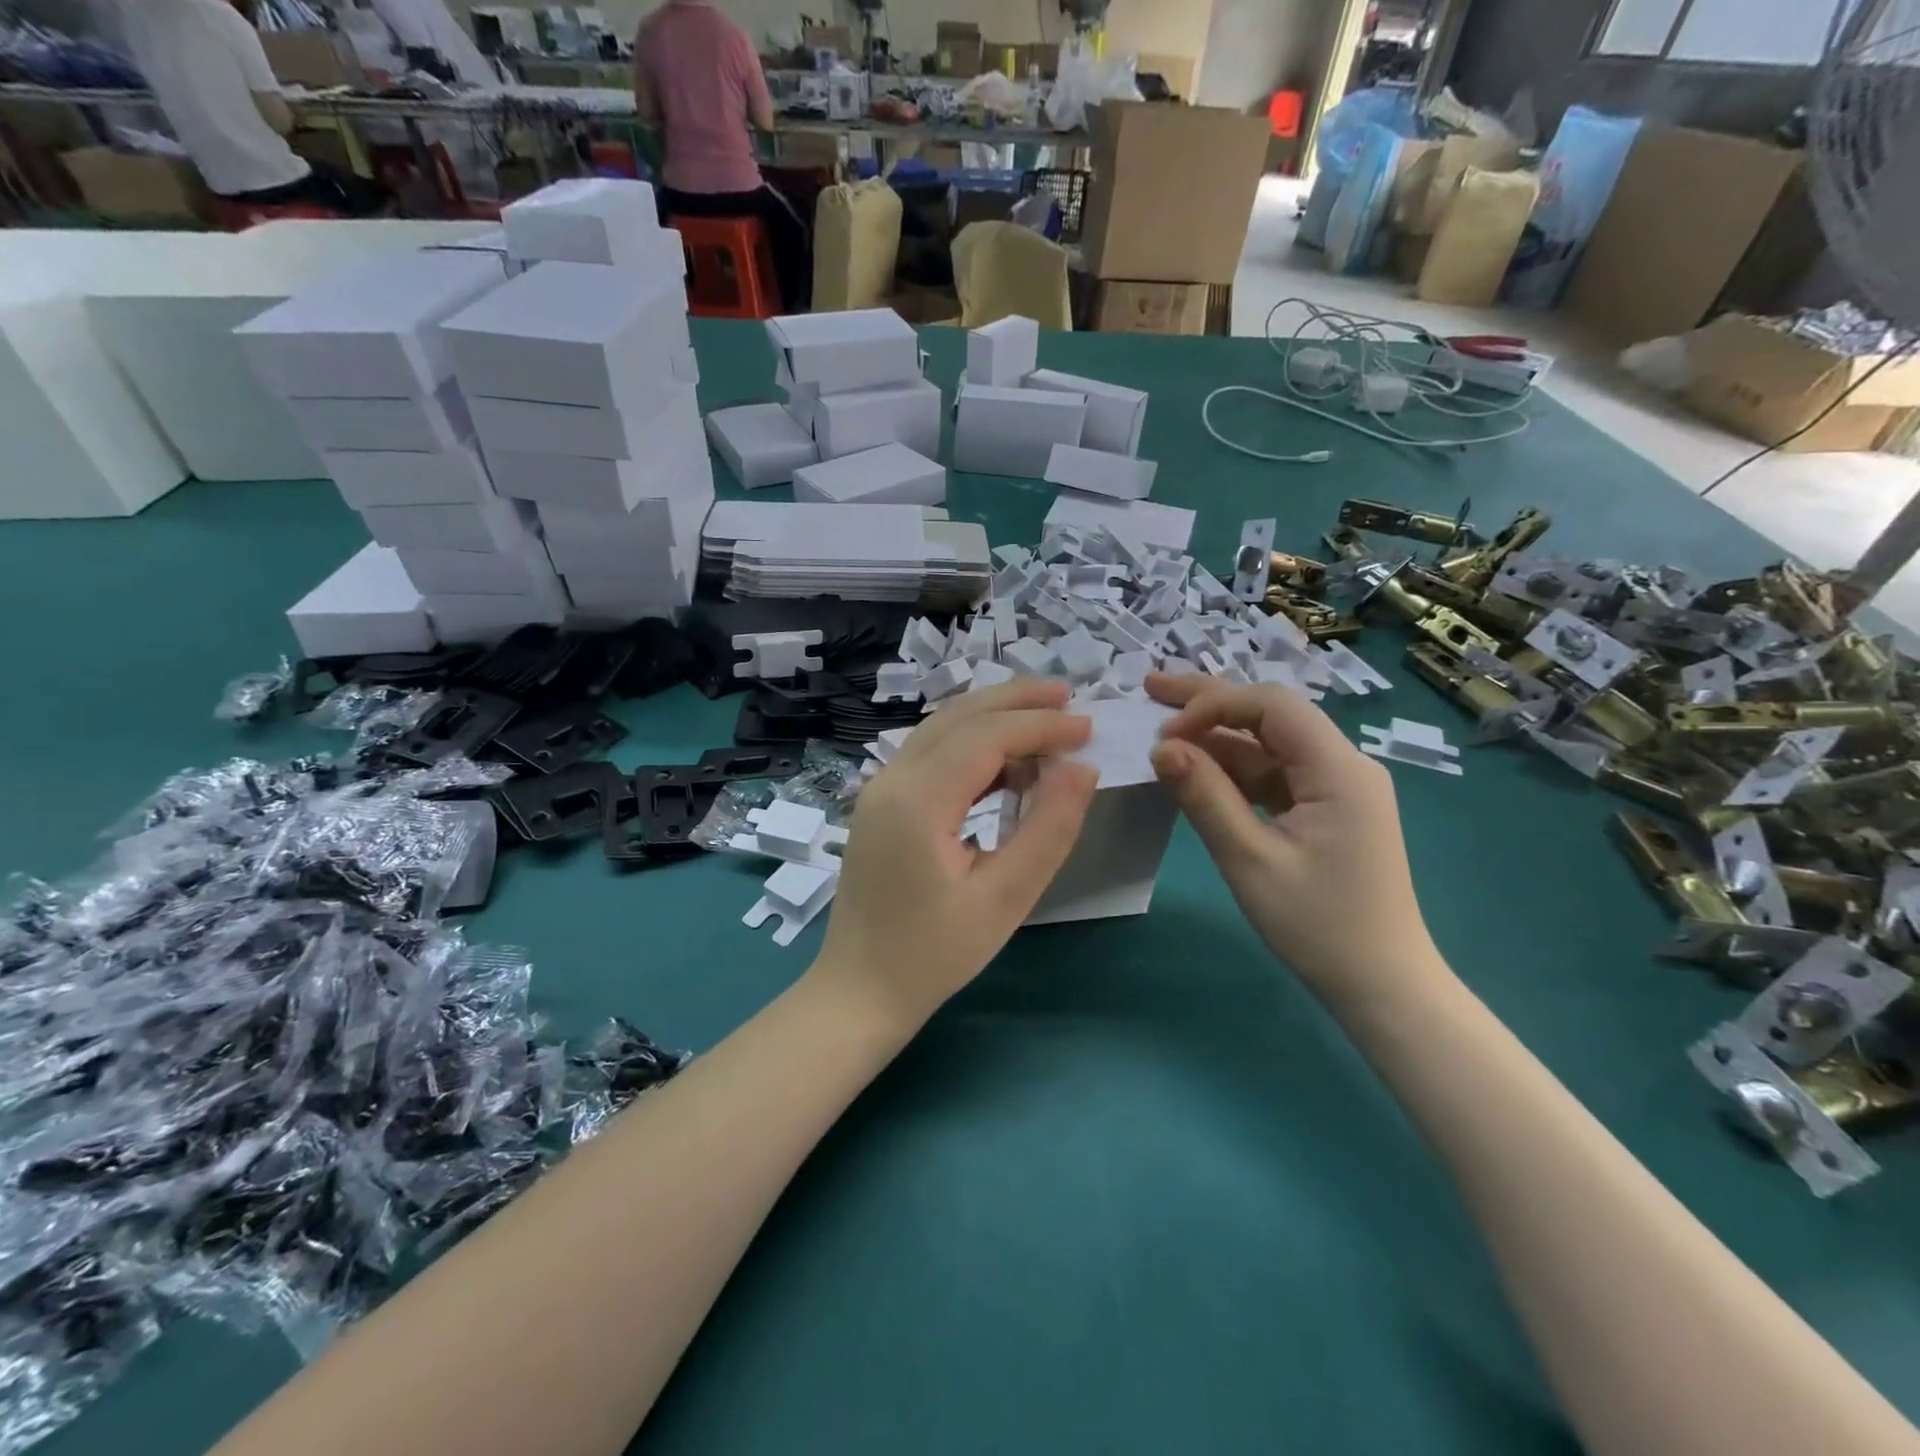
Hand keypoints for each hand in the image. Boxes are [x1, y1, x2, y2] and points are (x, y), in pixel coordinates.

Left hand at [811, 680, 1098, 1033]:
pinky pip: (930, 757)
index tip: (1088, 728)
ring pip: (941, 731)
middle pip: (958, 717)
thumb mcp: (1005, 899)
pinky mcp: (880, 805)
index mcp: (917, 801)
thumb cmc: (934, 955)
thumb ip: (1048, 829)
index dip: (1040, 725)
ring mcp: (879, 790)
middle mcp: (891, 780)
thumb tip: (1083, 769)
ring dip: (993, 719)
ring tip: (1046, 724)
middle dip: (1015, 700)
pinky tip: (1007, 766)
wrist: (859, 991)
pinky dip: (971, 748)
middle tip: (1069, 697)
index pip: (985, 736)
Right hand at [1144, 674, 1448, 1007]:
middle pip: (1270, 714)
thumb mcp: (1250, 860)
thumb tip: (1162, 748)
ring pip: (1268, 743)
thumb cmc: (1319, 926)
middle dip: (1209, 701)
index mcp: (1339, 769)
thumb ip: (1205, 797)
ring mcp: (1336, 786)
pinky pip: (1274, 773)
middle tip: (1151, 687)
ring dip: (1217, 736)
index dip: (1213, 705)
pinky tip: (1197, 768)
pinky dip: (1233, 769)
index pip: (1272, 705)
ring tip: (1163, 728)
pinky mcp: (1326, 807)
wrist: (1382, 984)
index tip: (1164, 733)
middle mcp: (1344, 764)